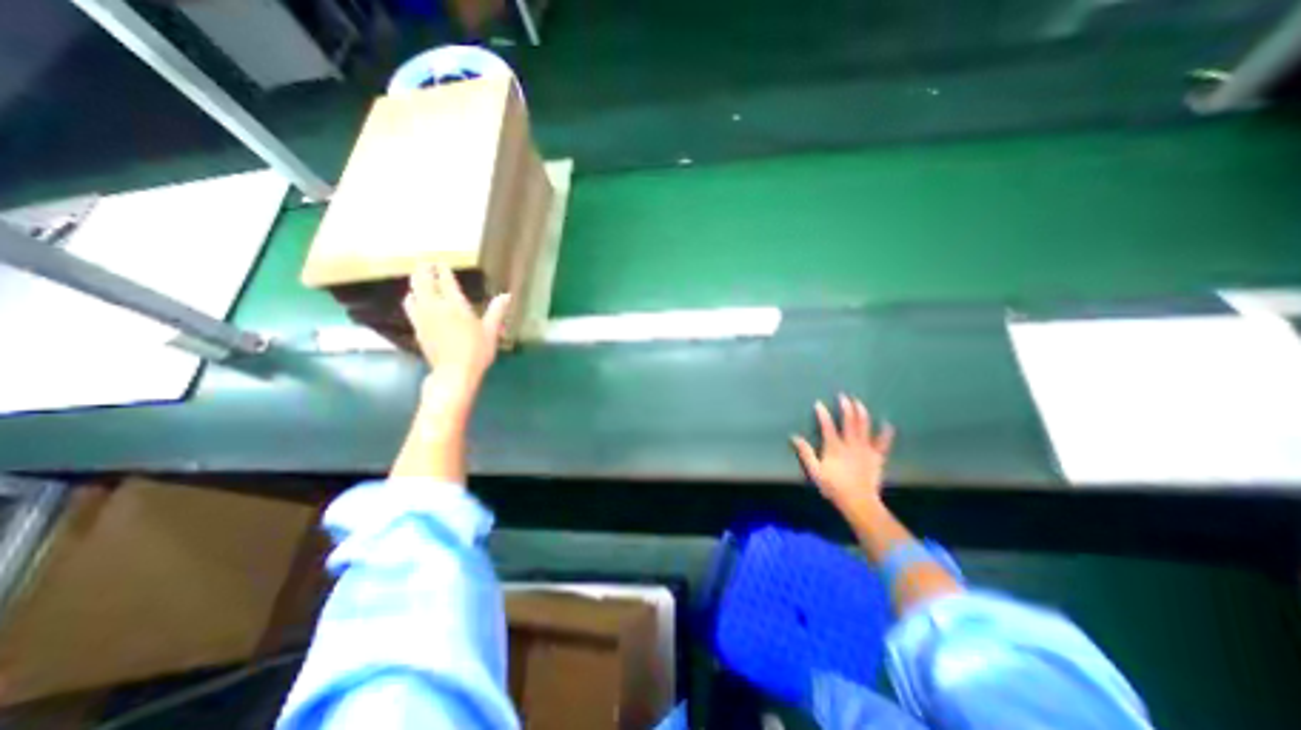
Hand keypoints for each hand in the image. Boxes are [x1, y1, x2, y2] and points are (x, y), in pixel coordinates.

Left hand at [405, 262, 509, 381]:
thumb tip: (507, 295)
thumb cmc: (477, 351)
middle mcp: (435, 307)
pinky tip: (414, 302)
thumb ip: (497, 311)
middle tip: (425, 263)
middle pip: (422, 282)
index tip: (441, 262)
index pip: (446, 281)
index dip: (443, 270)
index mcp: (455, 305)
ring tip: (418, 281)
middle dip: (423, 271)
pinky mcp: (417, 329)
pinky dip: (411, 299)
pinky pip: (410, 307)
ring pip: (412, 293)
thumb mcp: (491, 331)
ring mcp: (423, 318)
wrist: (454, 373)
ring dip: (414, 284)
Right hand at [792, 395, 894, 511]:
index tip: (819, 403)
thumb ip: (806, 453)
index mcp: (834, 447)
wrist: (859, 502)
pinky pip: (883, 442)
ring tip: (859, 402)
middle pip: (849, 421)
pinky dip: (886, 432)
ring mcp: (865, 449)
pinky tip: (887, 423)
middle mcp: (850, 444)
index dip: (822, 414)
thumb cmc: (834, 487)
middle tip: (843, 396)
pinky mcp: (877, 456)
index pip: (827, 426)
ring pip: (864, 427)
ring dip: (862, 413)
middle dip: (846, 407)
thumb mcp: (815, 472)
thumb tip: (795, 437)